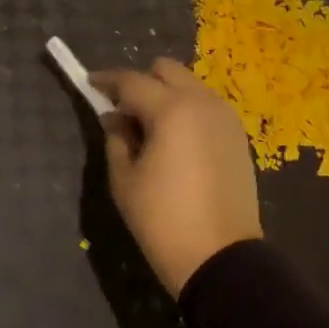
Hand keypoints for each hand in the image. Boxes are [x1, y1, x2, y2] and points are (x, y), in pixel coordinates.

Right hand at [90, 58, 261, 298]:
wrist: (219, 256)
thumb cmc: (162, 219)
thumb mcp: (125, 180)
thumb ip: (116, 138)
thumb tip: (115, 117)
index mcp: (171, 110)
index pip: (132, 81)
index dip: (107, 80)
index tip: (90, 83)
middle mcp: (202, 102)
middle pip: (167, 70)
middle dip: (142, 82)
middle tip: (124, 111)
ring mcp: (225, 117)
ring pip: (190, 85)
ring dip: (167, 95)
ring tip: (151, 128)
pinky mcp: (238, 136)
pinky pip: (207, 107)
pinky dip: (188, 110)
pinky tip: (176, 141)